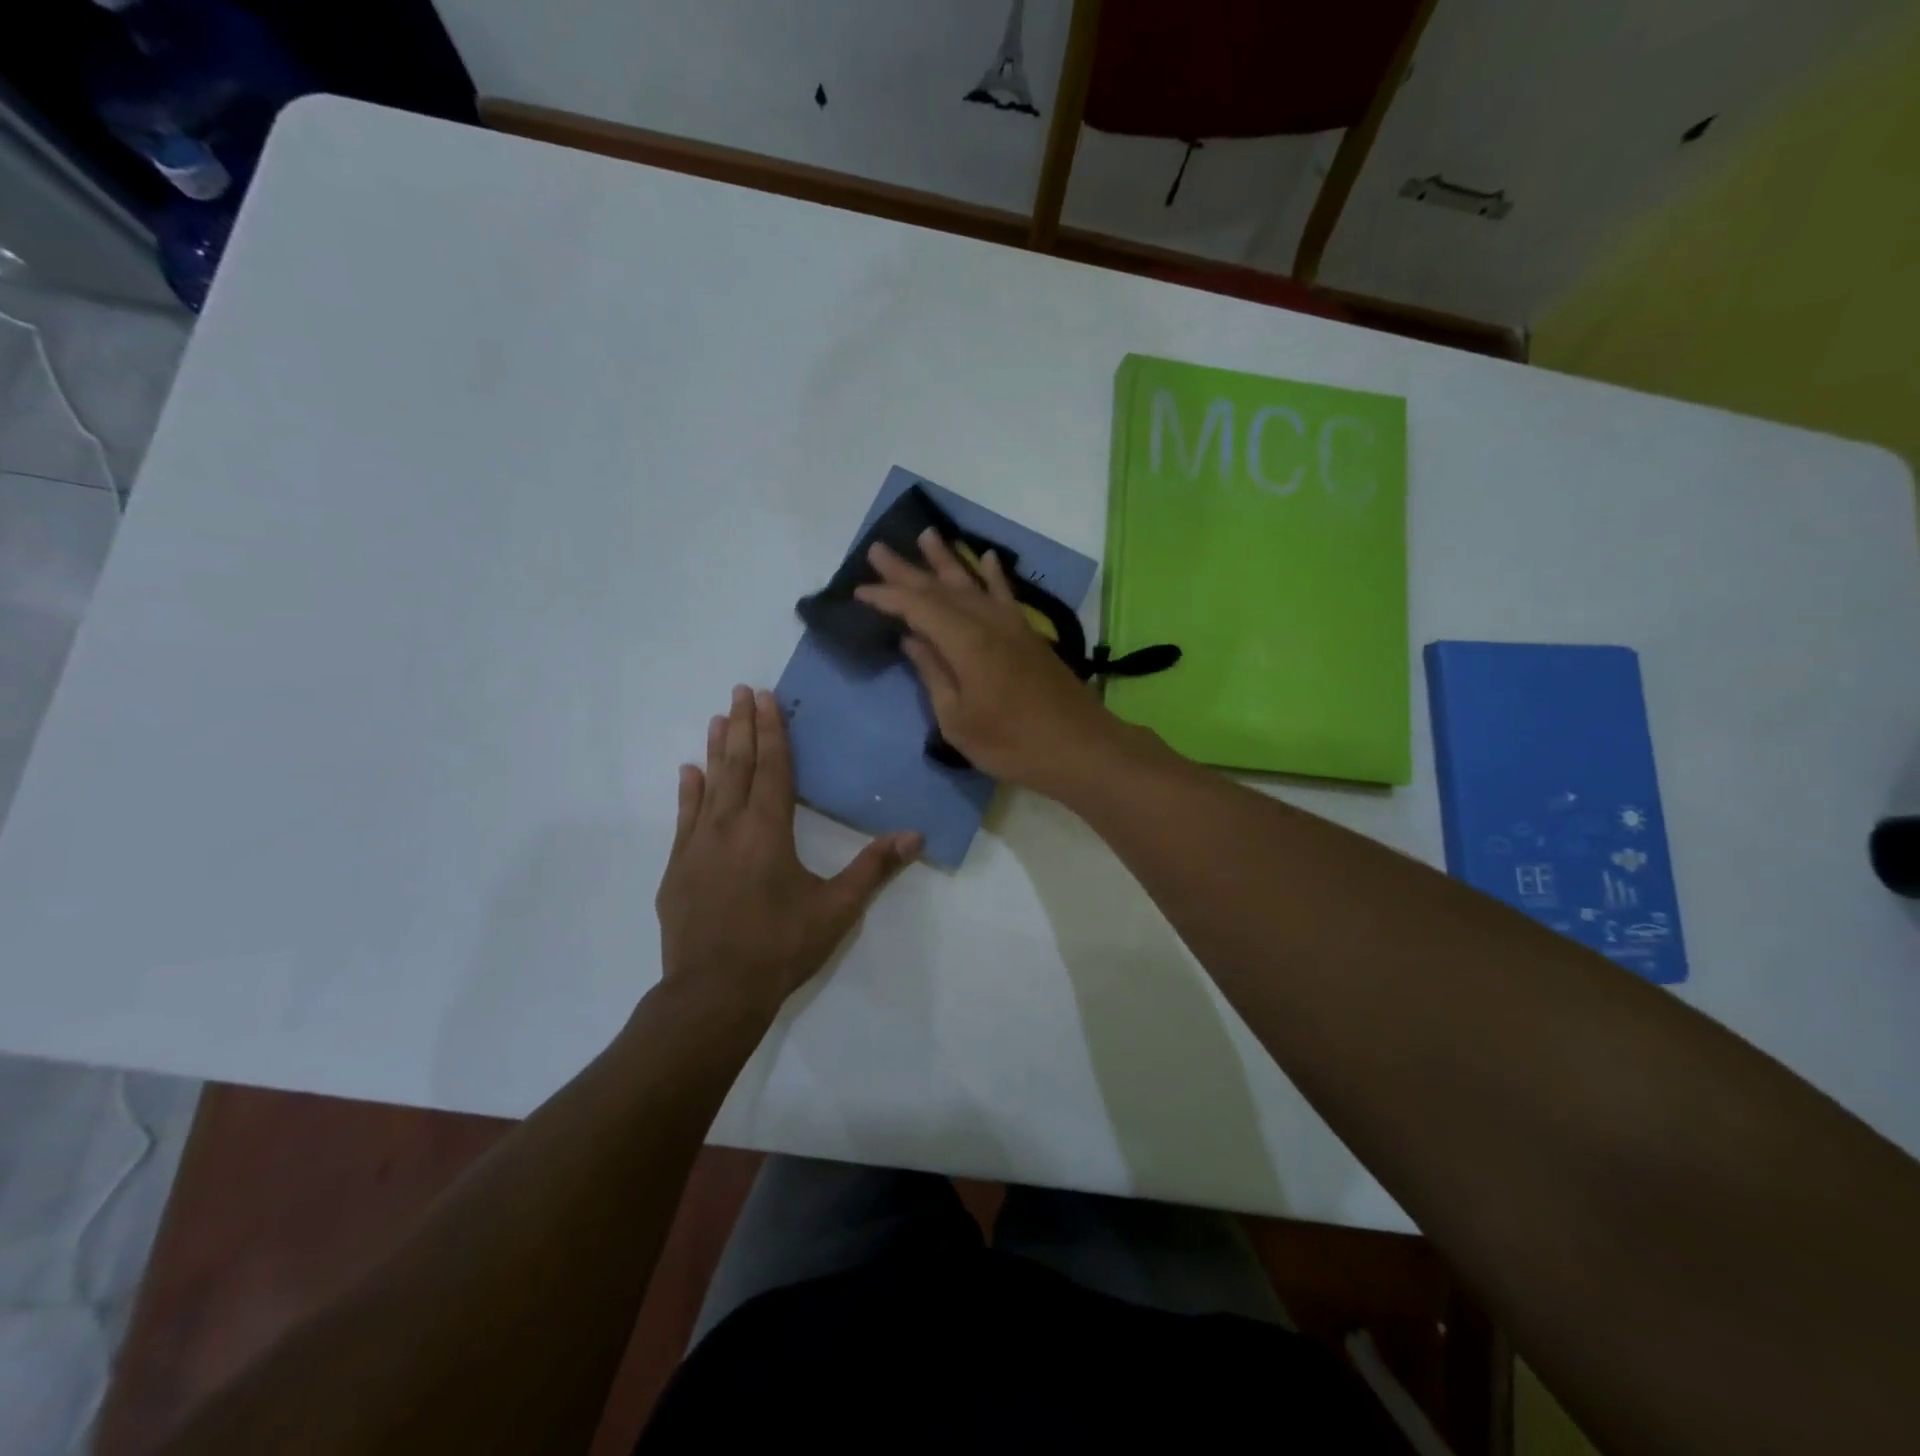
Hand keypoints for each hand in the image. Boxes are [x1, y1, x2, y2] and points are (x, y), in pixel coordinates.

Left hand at [655, 685, 920, 1017]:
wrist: (714, 993)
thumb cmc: (780, 947)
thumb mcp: (836, 909)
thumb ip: (873, 868)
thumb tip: (915, 835)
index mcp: (769, 831)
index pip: (773, 768)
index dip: (773, 731)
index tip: (765, 697)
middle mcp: (730, 827)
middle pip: (739, 766)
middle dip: (743, 727)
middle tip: (740, 691)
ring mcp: (697, 846)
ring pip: (709, 786)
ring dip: (716, 750)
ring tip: (719, 718)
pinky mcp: (677, 868)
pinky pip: (684, 818)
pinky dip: (688, 792)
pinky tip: (688, 772)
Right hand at [854, 530, 1127, 791]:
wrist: (1081, 748)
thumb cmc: (1012, 743)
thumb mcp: (958, 720)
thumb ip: (934, 675)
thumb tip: (912, 640)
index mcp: (966, 642)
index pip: (918, 608)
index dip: (887, 597)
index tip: (859, 591)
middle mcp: (988, 622)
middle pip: (941, 588)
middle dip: (907, 570)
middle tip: (878, 549)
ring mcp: (1012, 625)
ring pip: (972, 583)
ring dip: (947, 559)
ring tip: (926, 535)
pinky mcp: (1029, 634)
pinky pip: (1006, 594)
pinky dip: (994, 575)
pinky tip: (986, 557)